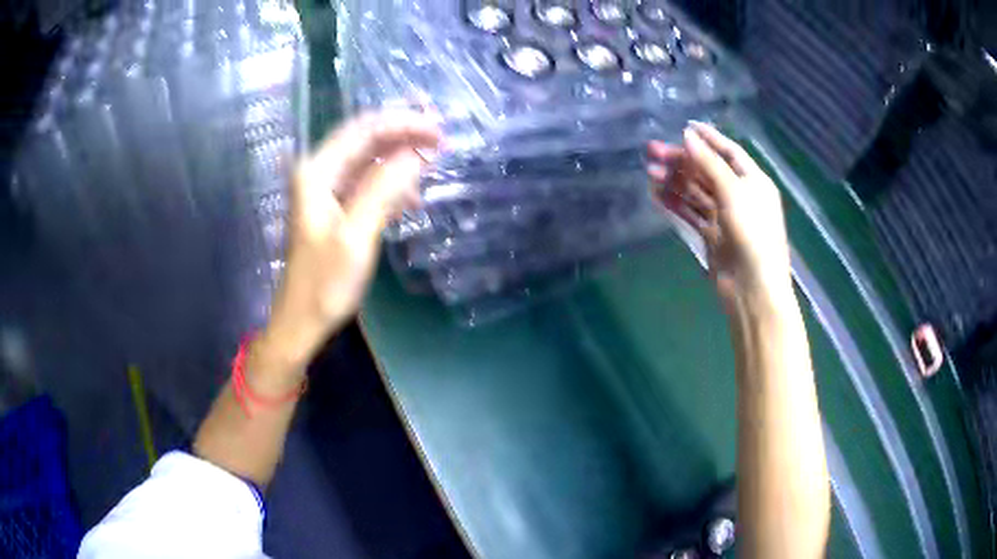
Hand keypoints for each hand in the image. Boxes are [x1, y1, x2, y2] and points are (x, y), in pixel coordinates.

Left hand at [259, 111, 440, 372]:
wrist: (301, 322)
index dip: (403, 123)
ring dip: (401, 156)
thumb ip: (383, 189)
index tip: (439, 129)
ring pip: (369, 159)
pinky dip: (391, 182)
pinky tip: (412, 195)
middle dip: (404, 132)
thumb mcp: (355, 236)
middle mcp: (319, 172)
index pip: (365, 130)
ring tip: (434, 159)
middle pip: (366, 138)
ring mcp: (326, 190)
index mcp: (317, 172)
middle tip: (442, 135)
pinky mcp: (335, 208)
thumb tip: (417, 152)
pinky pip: (367, 182)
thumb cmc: (324, 285)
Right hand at [647, 122, 791, 313]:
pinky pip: (691, 214)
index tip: (683, 126)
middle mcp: (739, 195)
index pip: (729, 151)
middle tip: (652, 151)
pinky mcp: (712, 236)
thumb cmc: (752, 234)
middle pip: (707, 171)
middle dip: (682, 160)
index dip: (708, 138)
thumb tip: (688, 136)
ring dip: (675, 181)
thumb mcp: (734, 192)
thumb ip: (710, 163)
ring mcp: (725, 217)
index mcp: (753, 181)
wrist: (753, 288)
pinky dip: (675, 204)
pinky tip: (657, 195)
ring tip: (649, 172)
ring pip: (696, 192)